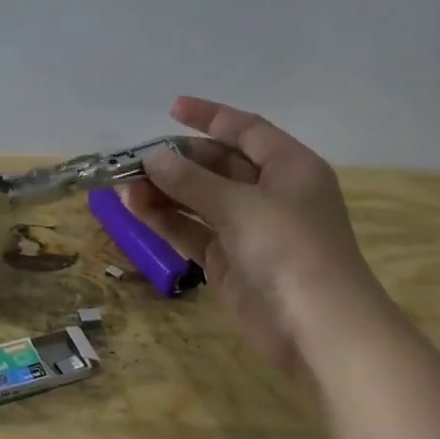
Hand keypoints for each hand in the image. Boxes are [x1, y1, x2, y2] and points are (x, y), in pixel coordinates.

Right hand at [125, 97, 384, 371]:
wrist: (317, 329)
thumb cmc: (291, 251)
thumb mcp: (241, 206)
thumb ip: (193, 181)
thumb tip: (152, 158)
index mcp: (289, 168)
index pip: (247, 130)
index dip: (210, 117)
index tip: (170, 109)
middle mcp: (269, 194)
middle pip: (217, 165)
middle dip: (176, 160)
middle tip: (132, 160)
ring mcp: (247, 230)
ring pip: (199, 200)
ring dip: (164, 191)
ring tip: (122, 185)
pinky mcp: (228, 262)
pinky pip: (191, 231)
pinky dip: (165, 220)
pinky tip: (135, 209)